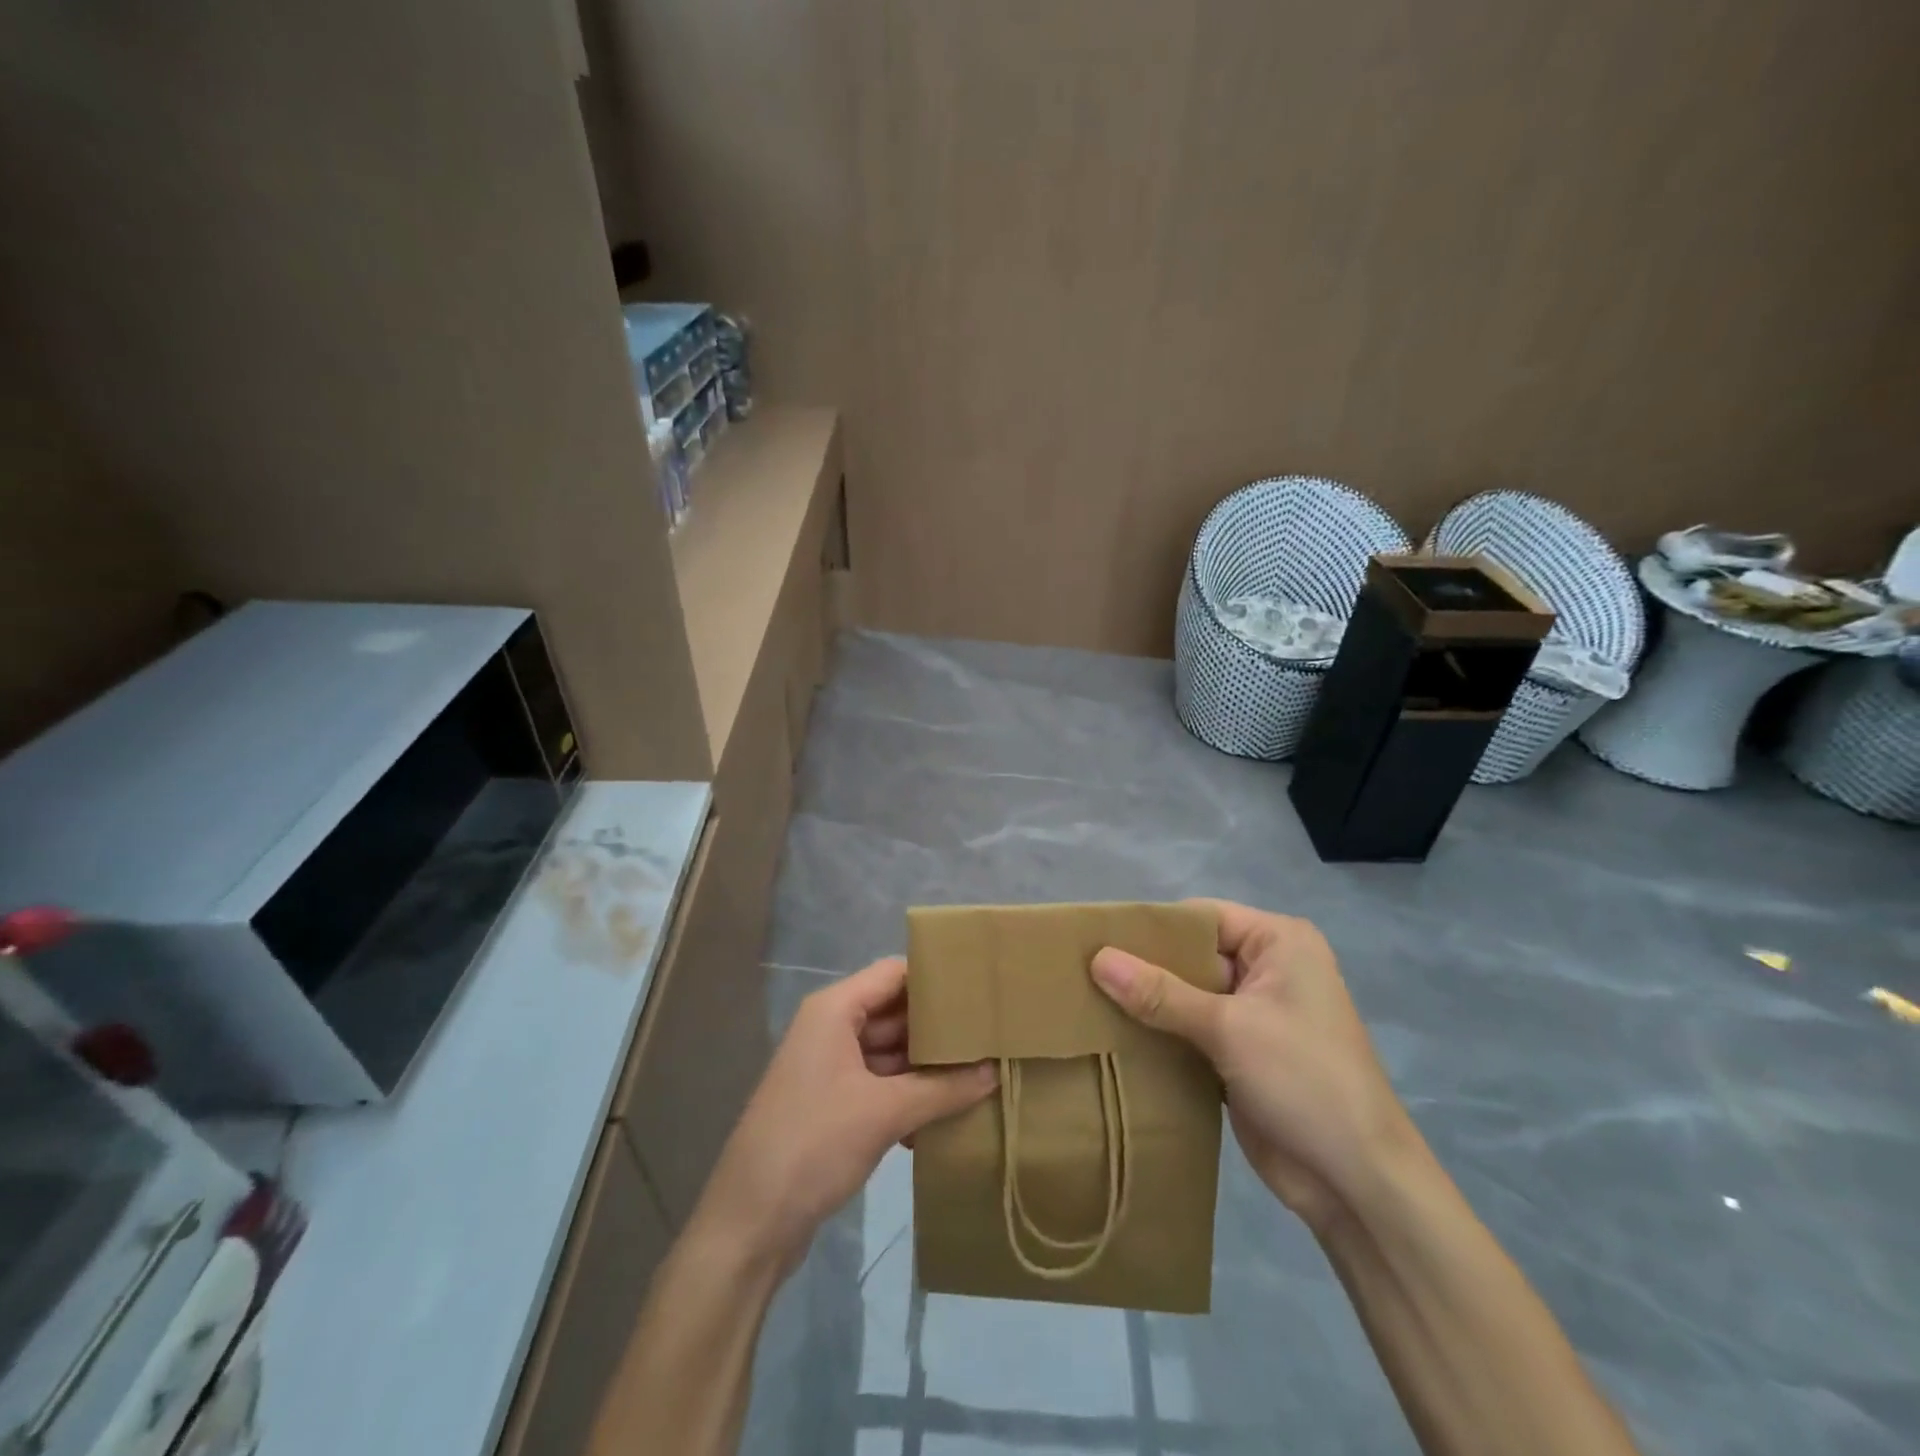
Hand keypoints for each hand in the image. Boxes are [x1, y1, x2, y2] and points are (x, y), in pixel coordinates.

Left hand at [693, 957, 996, 1271]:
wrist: (749, 1224)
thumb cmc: (813, 1145)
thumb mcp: (884, 1113)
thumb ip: (942, 1089)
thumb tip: (995, 1072)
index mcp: (834, 1010)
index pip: (894, 973)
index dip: (936, 977)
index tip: (980, 989)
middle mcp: (830, 1028)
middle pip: (894, 1012)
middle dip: (938, 1027)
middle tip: (990, 1035)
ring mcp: (829, 1068)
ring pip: (889, 1052)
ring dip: (927, 1066)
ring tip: (980, 1072)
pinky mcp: (832, 1104)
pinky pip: (880, 1085)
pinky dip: (909, 1095)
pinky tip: (946, 1117)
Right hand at [1090, 899, 1410, 1233]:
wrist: (1357, 1183)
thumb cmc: (1305, 1081)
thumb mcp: (1229, 1028)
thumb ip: (1160, 993)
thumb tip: (1097, 958)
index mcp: (1279, 943)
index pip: (1201, 917)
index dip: (1151, 926)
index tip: (1096, 936)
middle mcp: (1267, 970)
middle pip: (1192, 955)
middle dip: (1143, 967)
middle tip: (1081, 970)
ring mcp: (1254, 1014)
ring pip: (1187, 995)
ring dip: (1147, 1004)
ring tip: (1084, 1000)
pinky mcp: (1240, 1054)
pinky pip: (1190, 1030)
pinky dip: (1159, 1034)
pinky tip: (1112, 1037)